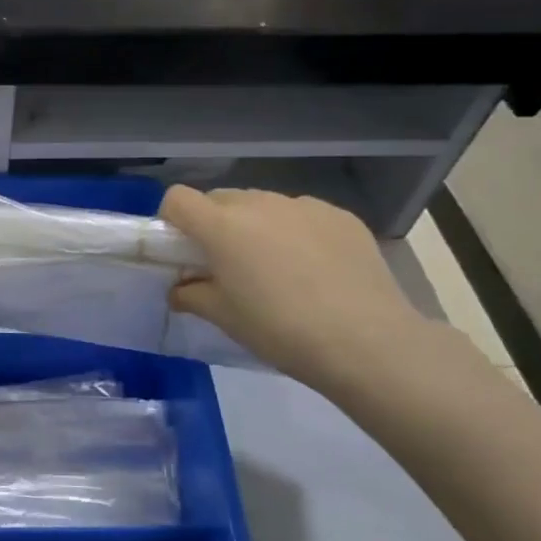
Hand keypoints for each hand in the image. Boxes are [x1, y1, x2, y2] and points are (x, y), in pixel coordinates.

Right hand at [160, 186, 430, 387]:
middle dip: (215, 224)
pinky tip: (315, 270)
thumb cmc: (280, 330)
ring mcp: (304, 205)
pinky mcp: (340, 216)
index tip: (182, 250)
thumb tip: (181, 289)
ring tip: (277, 269)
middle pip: (220, 199)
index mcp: (222, 226)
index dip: (172, 220)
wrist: (367, 341)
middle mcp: (260, 204)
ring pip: (263, 205)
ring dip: (256, 226)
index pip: (177, 199)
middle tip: (228, 264)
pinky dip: (295, 232)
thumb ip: (193, 295)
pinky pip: (301, 215)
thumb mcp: (225, 318)